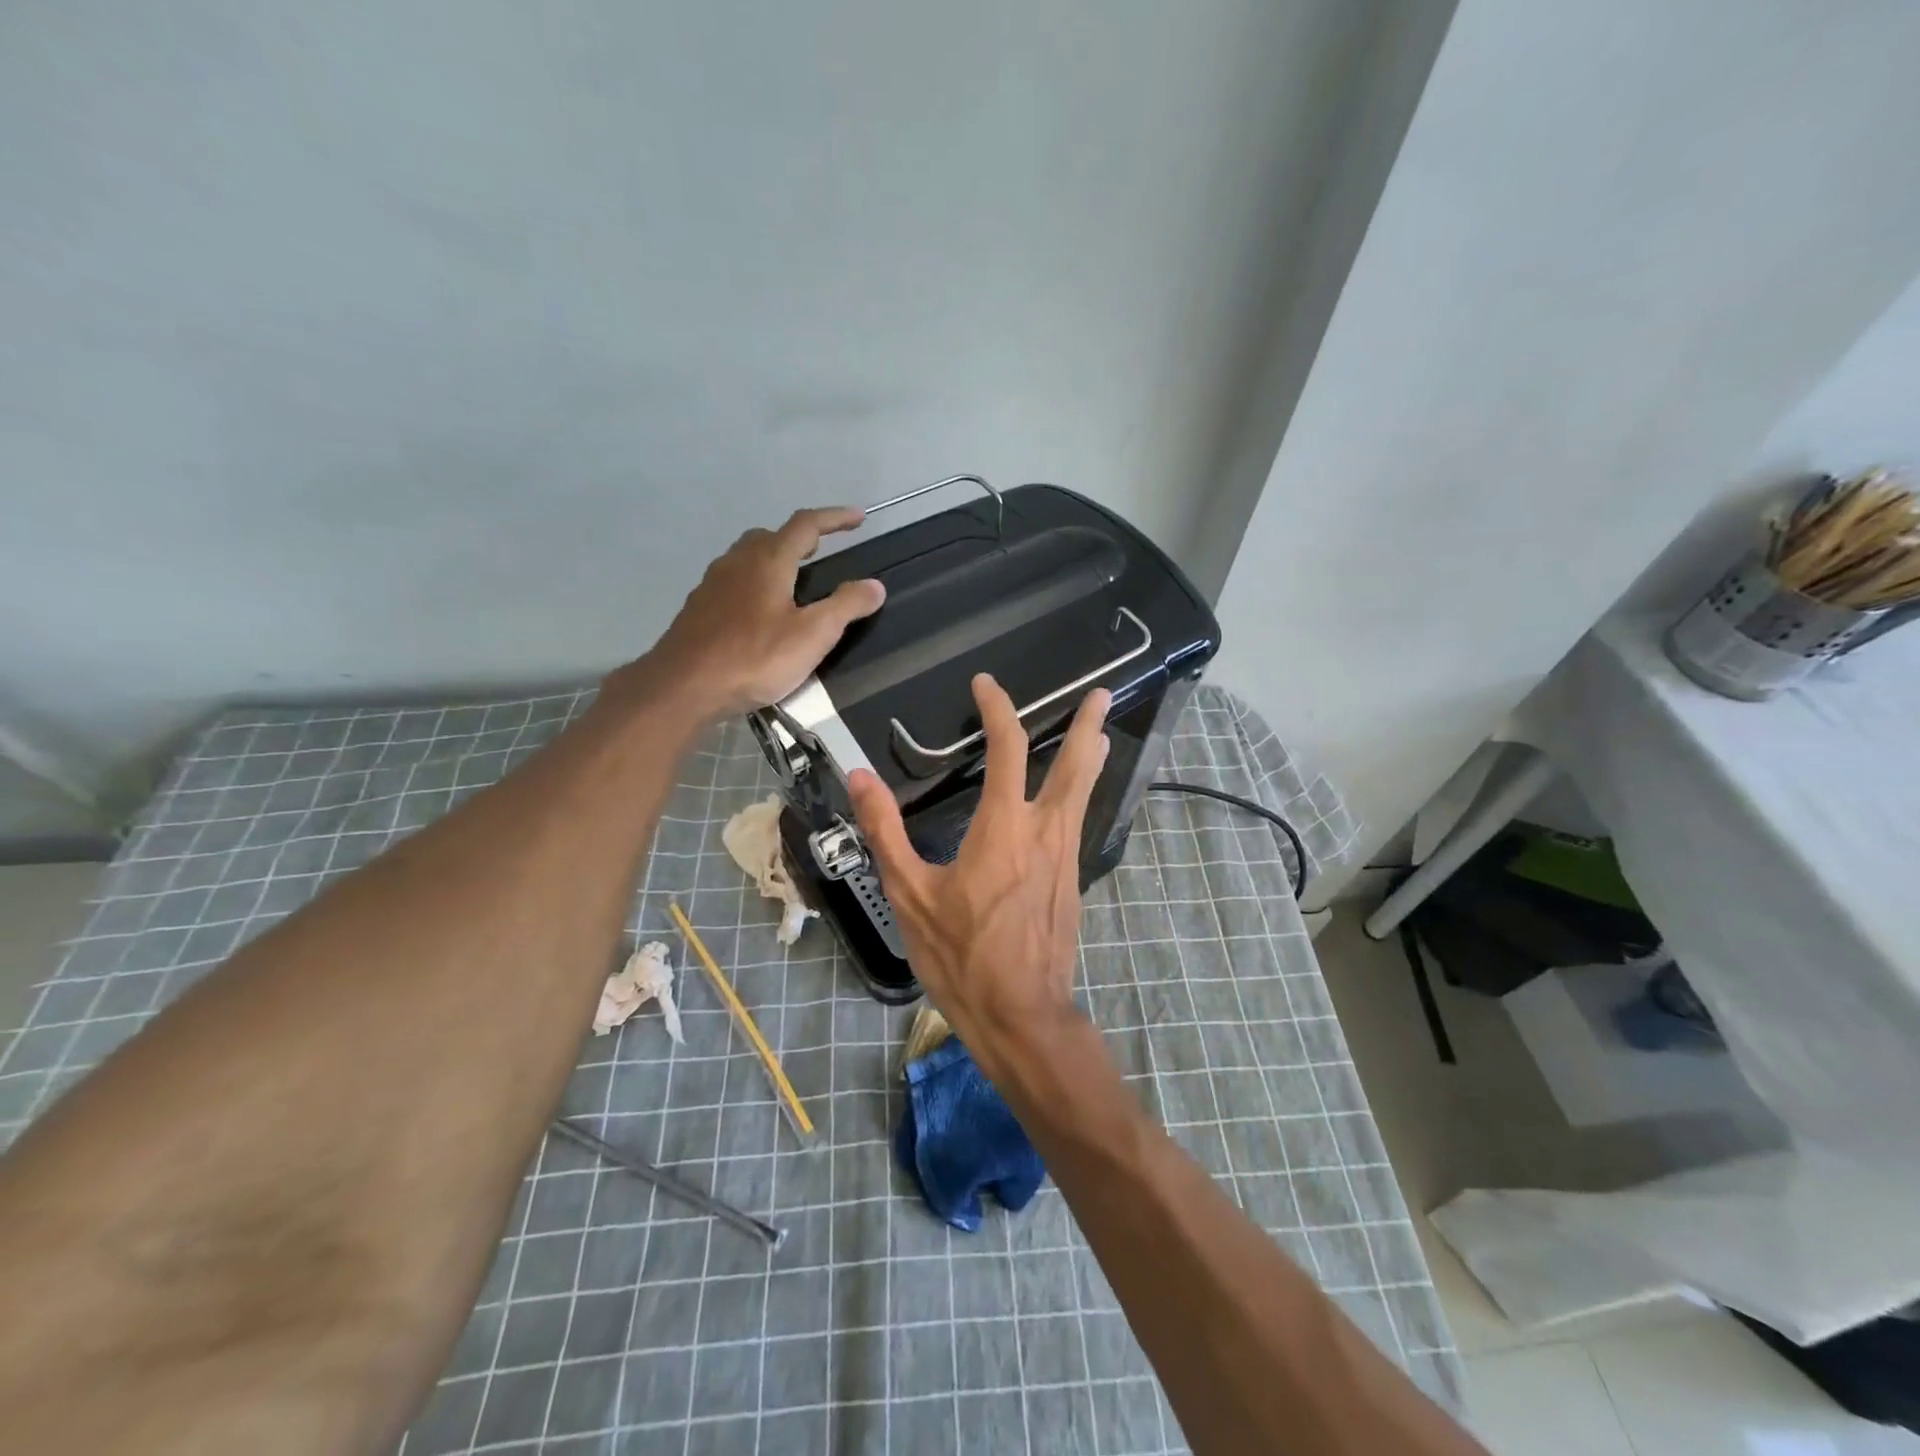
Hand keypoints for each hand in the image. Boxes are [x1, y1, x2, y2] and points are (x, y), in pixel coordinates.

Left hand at [638, 506, 884, 718]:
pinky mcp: (699, 608)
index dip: (835, 518)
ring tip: (794, 583)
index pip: (806, 525)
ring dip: (775, 559)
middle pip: (772, 536)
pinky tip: (760, 613)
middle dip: (801, 538)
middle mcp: (737, 562)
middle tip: (822, 552)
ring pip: (748, 558)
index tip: (859, 518)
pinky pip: (733, 582)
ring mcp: (713, 584)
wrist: (683, 687)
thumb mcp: (812, 636)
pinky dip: (754, 584)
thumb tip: (875, 585)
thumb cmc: (754, 658)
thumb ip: (846, 606)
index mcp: (768, 560)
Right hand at [848, 675, 1110, 1070]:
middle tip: (1101, 694)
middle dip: (1087, 725)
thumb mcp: (910, 895)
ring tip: (1099, 733)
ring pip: (1084, 793)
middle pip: (1075, 764)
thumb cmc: (961, 956)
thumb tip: (860, 777)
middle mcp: (1046, 832)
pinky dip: (1079, 795)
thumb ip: (886, 831)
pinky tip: (1070, 802)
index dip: (997, 709)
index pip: (1008, 748)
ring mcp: (1067, 858)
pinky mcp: (1073, 883)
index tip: (986, 685)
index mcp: (1005, 827)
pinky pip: (1078, 823)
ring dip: (1090, 757)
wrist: (1023, 1016)